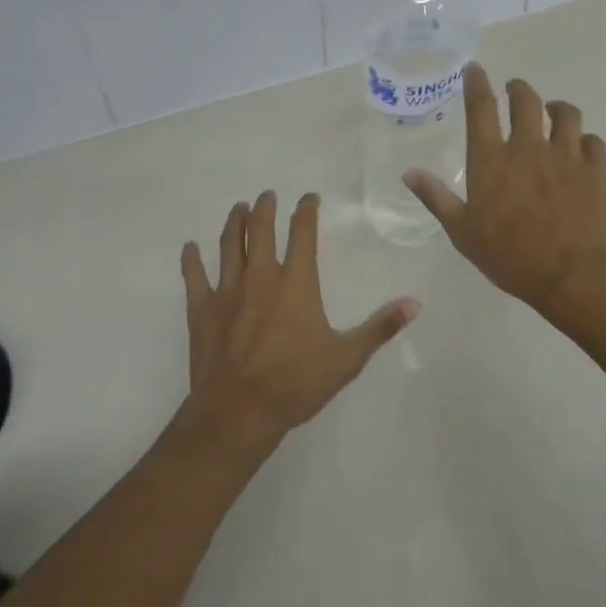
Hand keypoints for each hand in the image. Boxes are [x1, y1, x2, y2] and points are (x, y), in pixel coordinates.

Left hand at [180, 191, 417, 452]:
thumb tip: (414, 303)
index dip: (306, 211)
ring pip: (229, 245)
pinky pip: (194, 276)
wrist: (240, 410)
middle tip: (267, 196)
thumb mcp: (347, 359)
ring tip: (238, 209)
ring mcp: (227, 290)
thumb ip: (380, 328)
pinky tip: (190, 247)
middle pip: (260, 230)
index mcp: (295, 283)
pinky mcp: (202, 308)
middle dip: (265, 208)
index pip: (302, 233)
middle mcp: (260, 276)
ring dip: (234, 223)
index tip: (308, 197)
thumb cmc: (296, 383)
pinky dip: (192, 259)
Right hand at [405, 64, 605, 321]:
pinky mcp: (598, 170)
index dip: (477, 84)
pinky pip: (593, 141)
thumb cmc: (511, 257)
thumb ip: (436, 198)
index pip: (481, 109)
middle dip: (518, 89)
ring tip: (553, 111)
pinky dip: (585, 140)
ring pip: (565, 114)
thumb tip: (409, 173)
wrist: (577, 276)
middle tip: (515, 89)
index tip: (476, 69)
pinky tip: (582, 147)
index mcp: (492, 160)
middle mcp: (529, 148)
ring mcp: (567, 156)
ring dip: (556, 108)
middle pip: (526, 101)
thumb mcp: (463, 232)